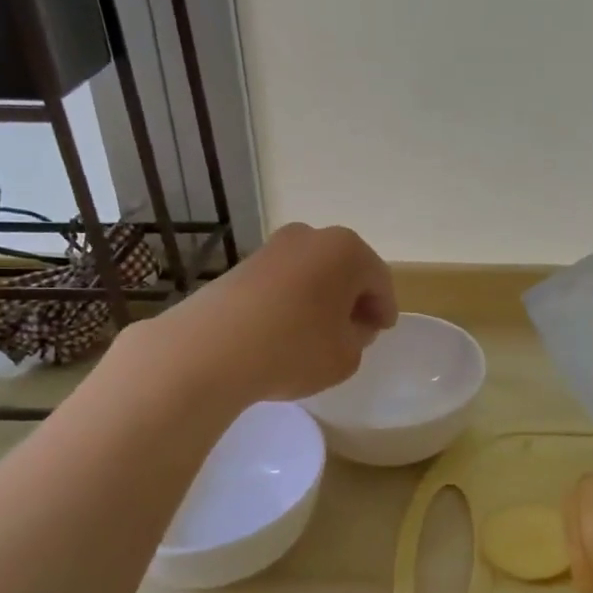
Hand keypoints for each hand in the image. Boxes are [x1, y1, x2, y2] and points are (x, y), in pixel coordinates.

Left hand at [154, 223, 396, 402]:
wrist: (209, 350)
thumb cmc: (294, 349)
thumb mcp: (347, 355)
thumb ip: (359, 338)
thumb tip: (349, 325)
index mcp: (348, 251)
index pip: (379, 280)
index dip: (384, 309)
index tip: (381, 331)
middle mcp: (312, 237)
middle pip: (345, 270)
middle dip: (353, 299)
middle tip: (355, 331)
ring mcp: (273, 248)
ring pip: (312, 274)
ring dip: (321, 299)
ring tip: (318, 334)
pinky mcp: (242, 265)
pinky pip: (283, 282)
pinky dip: (292, 301)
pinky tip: (285, 331)